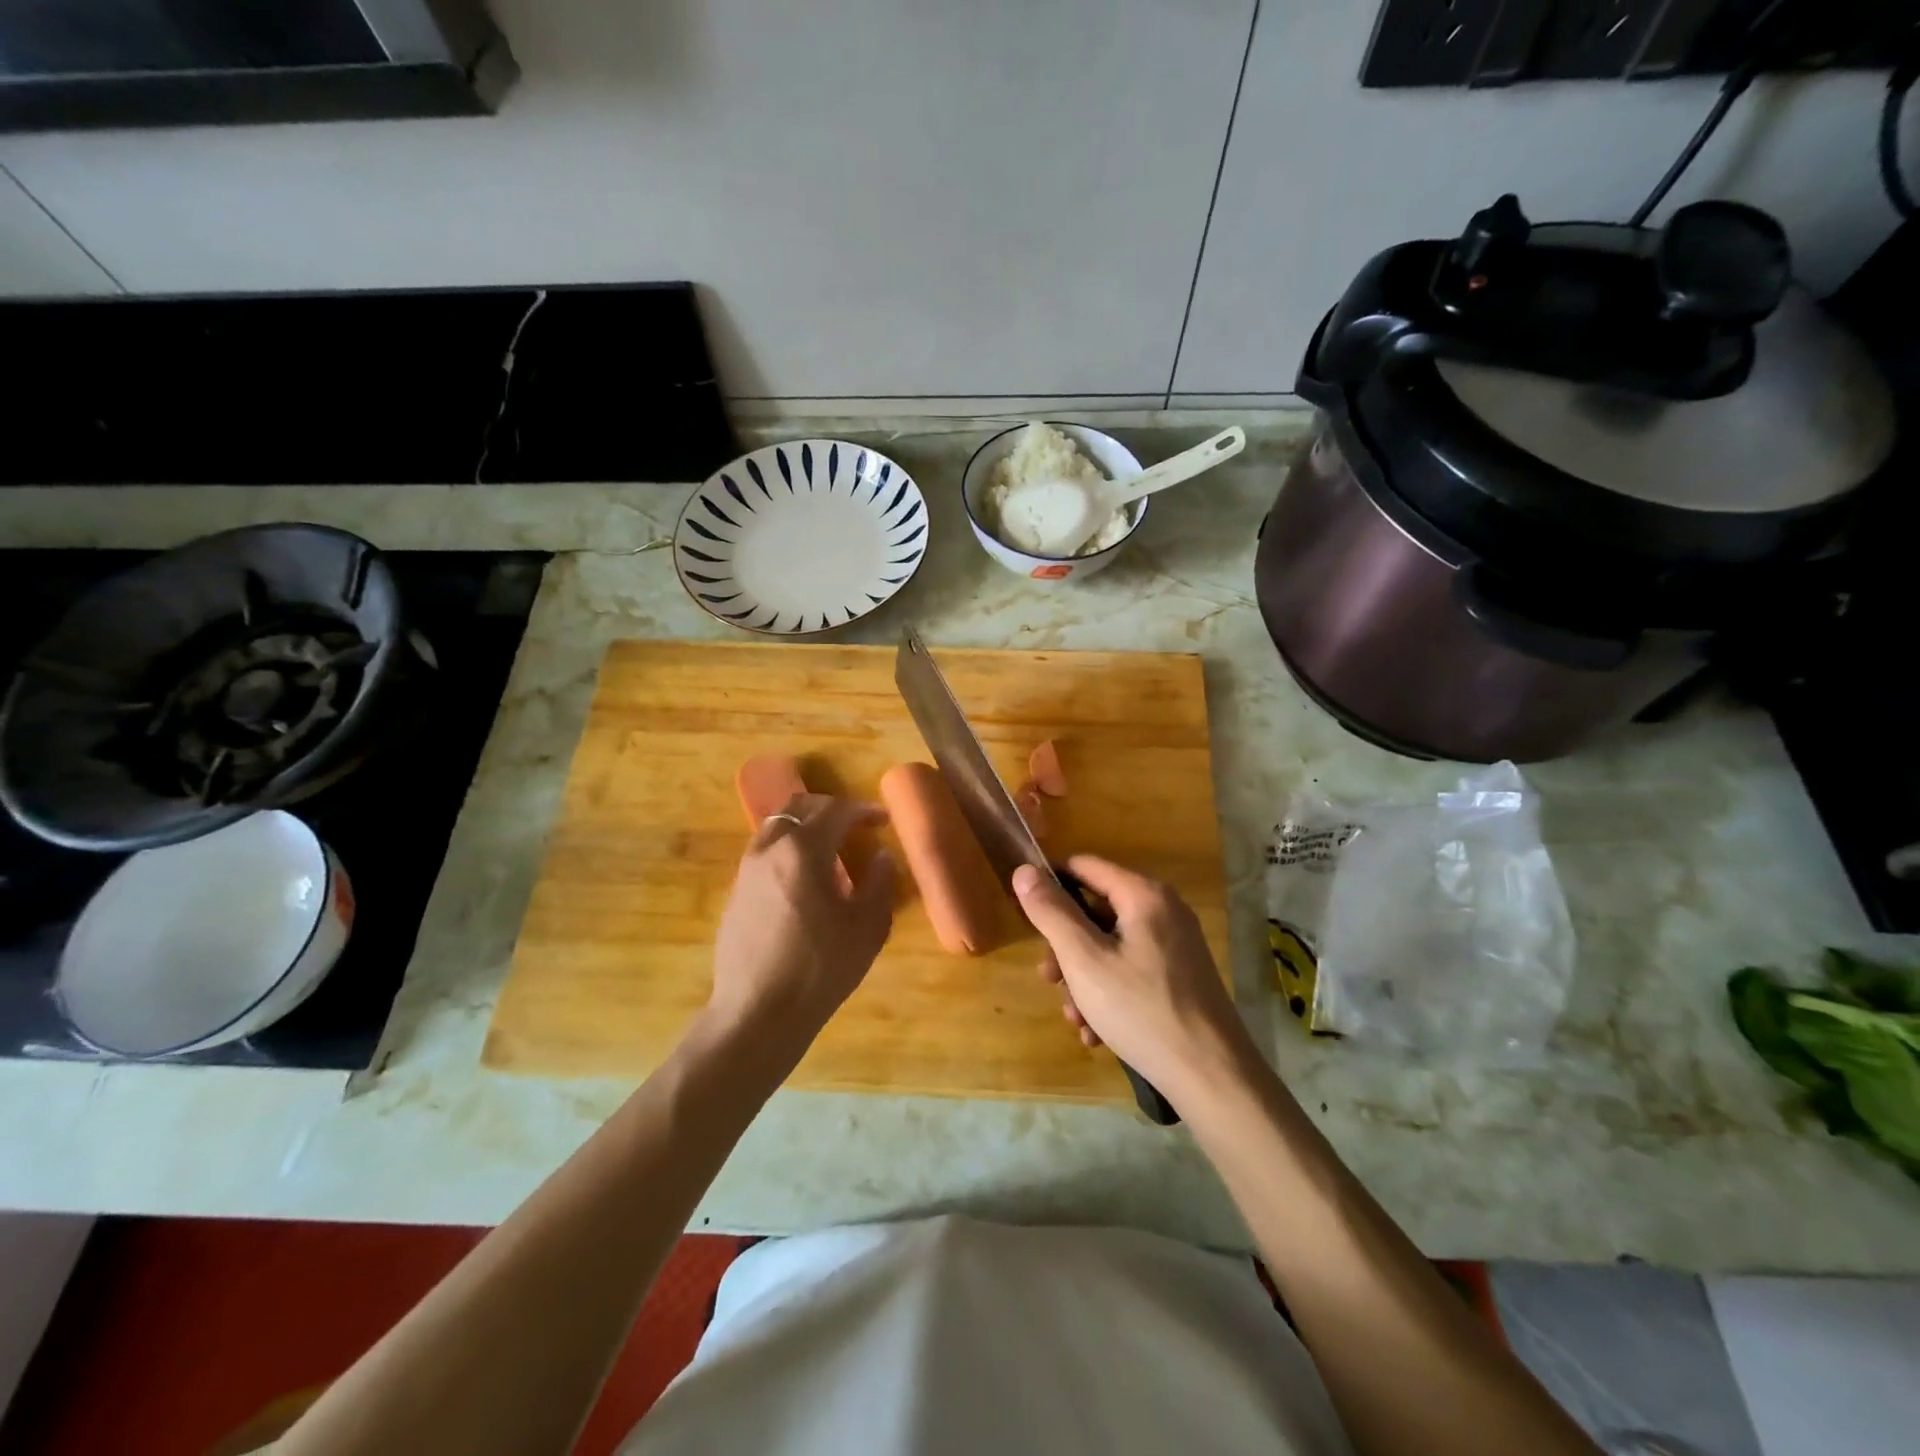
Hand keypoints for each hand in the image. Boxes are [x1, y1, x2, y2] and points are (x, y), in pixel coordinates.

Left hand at [707, 794, 895, 1055]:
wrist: (758, 1013)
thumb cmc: (820, 967)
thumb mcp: (867, 927)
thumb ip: (880, 883)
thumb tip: (881, 857)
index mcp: (804, 850)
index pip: (836, 810)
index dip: (863, 810)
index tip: (883, 820)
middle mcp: (770, 849)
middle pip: (798, 807)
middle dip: (830, 808)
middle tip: (855, 824)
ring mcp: (747, 870)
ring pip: (776, 826)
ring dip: (805, 826)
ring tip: (829, 848)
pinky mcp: (735, 893)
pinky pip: (764, 852)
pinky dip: (787, 848)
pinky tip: (803, 879)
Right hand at [1012, 855, 1249, 1099]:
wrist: (1213, 1077)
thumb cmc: (1141, 1010)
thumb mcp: (1084, 960)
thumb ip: (1051, 912)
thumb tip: (1024, 870)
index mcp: (1143, 894)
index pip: (1083, 866)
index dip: (1049, 886)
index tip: (1027, 919)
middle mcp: (1164, 909)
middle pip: (1096, 911)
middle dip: (1066, 948)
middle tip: (1051, 982)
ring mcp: (1175, 944)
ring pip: (1110, 946)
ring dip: (1084, 979)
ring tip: (1076, 1019)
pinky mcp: (1181, 975)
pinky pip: (1132, 969)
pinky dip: (1110, 993)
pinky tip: (1098, 1032)